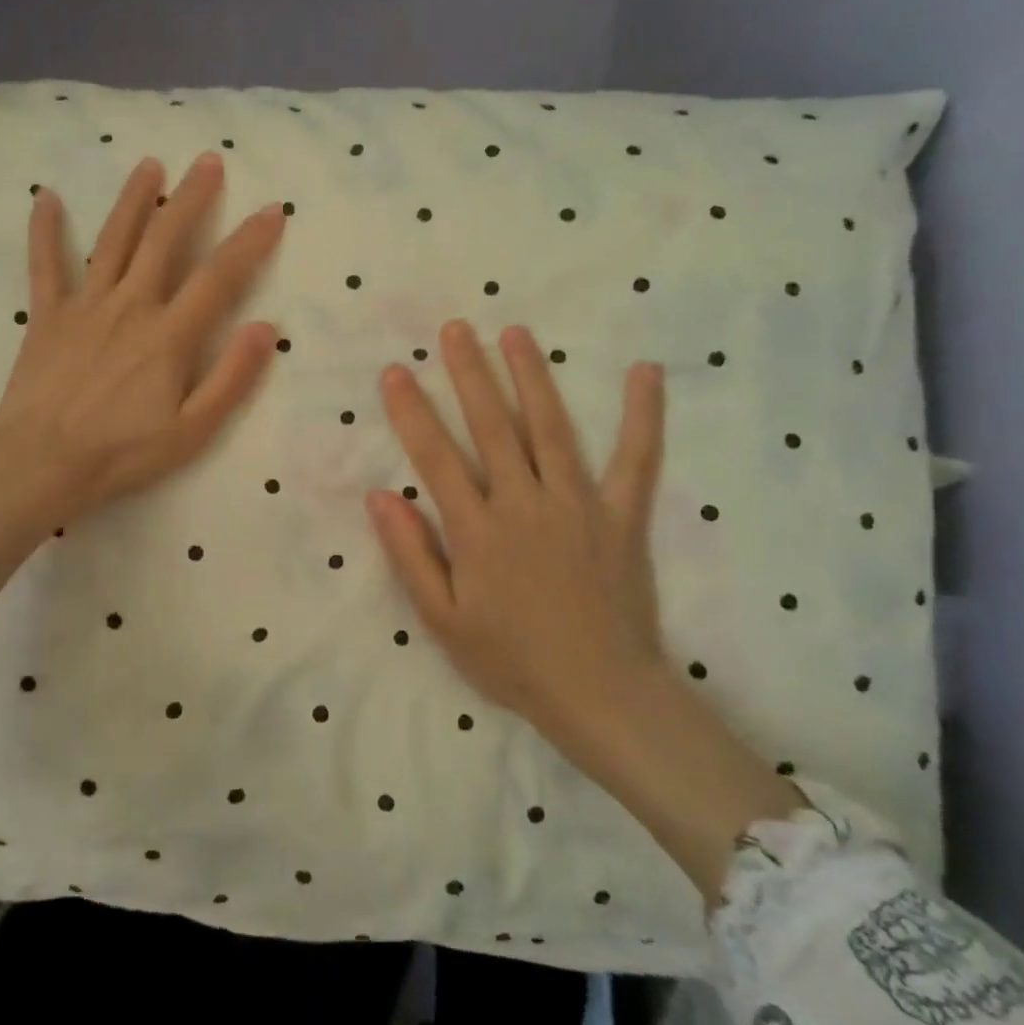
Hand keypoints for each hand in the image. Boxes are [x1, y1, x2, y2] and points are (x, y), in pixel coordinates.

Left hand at [0, 152, 285, 529]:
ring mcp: (85, 306)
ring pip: (113, 240)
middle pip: (165, 240)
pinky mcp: (47, 316)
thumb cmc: (122, 454)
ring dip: (134, 200)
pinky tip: (45, 197)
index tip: (272, 210)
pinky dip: (45, 230)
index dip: (249, 241)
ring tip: (150, 166)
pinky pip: (45, 265)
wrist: (41, 464)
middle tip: (208, 161)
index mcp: (169, 335)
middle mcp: (130, 305)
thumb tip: (265, 326)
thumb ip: (232, 377)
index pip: (219, 276)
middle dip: (191, 198)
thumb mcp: (192, 431)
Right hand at [366, 323, 665, 746]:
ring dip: (530, 377)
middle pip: (491, 426)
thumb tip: (379, 496)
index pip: (436, 457)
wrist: (600, 695)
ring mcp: (577, 505)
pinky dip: (641, 416)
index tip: (396, 371)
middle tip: (454, 329)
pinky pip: (635, 460)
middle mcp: (524, 504)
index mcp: (477, 530)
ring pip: (550, 428)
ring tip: (514, 333)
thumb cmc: (511, 661)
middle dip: (468, 373)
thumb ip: (410, 554)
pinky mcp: (620, 516)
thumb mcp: (441, 619)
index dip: (411, 411)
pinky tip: (644, 373)